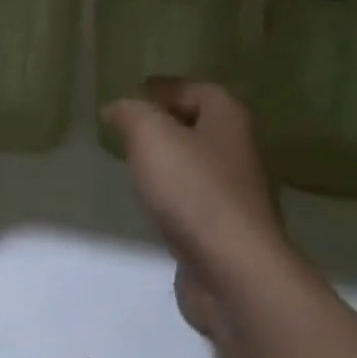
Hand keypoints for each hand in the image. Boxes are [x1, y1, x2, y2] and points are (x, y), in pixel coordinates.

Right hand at [102, 81, 296, 341]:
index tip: (137, 90)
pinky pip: (193, 198)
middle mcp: (238, 154)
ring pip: (197, 163)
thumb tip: (118, 109)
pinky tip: (150, 200)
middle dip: (168, 121)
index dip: (169, 87)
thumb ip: (130, 113)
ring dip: (169, 158)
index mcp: (228, 123)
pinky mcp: (223, 231)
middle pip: (203, 126)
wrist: (232, 270)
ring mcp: (234, 196)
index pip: (201, 90)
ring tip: (133, 158)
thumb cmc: (193, 190)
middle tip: (129, 123)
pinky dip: (171, 192)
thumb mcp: (150, 135)